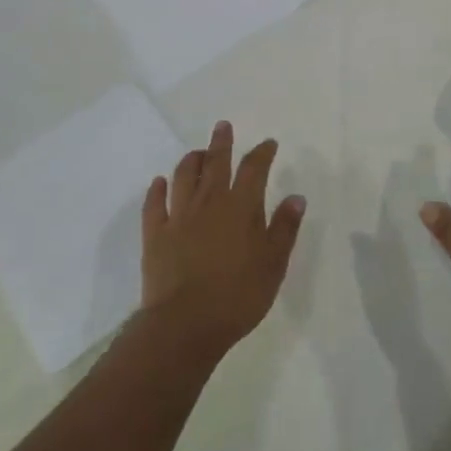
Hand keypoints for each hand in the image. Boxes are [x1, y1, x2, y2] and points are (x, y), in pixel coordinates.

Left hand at [140, 120, 304, 359]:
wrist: (185, 324)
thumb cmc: (238, 295)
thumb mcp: (273, 264)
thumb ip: (284, 228)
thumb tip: (296, 196)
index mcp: (241, 207)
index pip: (254, 169)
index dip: (262, 153)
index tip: (268, 143)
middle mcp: (209, 202)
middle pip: (216, 163)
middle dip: (221, 143)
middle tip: (223, 126)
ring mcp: (178, 217)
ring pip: (184, 177)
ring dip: (191, 160)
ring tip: (197, 153)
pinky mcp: (155, 235)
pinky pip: (154, 204)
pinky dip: (157, 189)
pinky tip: (159, 183)